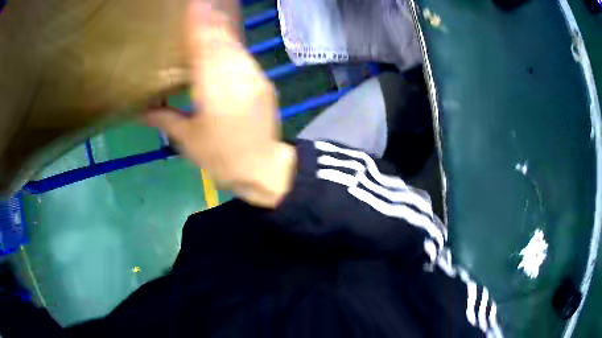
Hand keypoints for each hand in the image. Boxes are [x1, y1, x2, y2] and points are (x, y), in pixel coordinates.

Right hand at [145, 0, 295, 207]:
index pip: (204, 48)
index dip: (199, 24)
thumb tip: (140, 111)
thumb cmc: (221, 159)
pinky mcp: (264, 81)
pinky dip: (232, 45)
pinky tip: (225, 40)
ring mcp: (254, 77)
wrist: (263, 169)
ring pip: (235, 46)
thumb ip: (165, 119)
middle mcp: (237, 77)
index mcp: (214, 91)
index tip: (193, 4)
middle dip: (211, 21)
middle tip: (199, 4)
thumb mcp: (188, 141)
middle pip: (221, 41)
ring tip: (211, 15)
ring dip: (222, 29)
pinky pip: (244, 56)